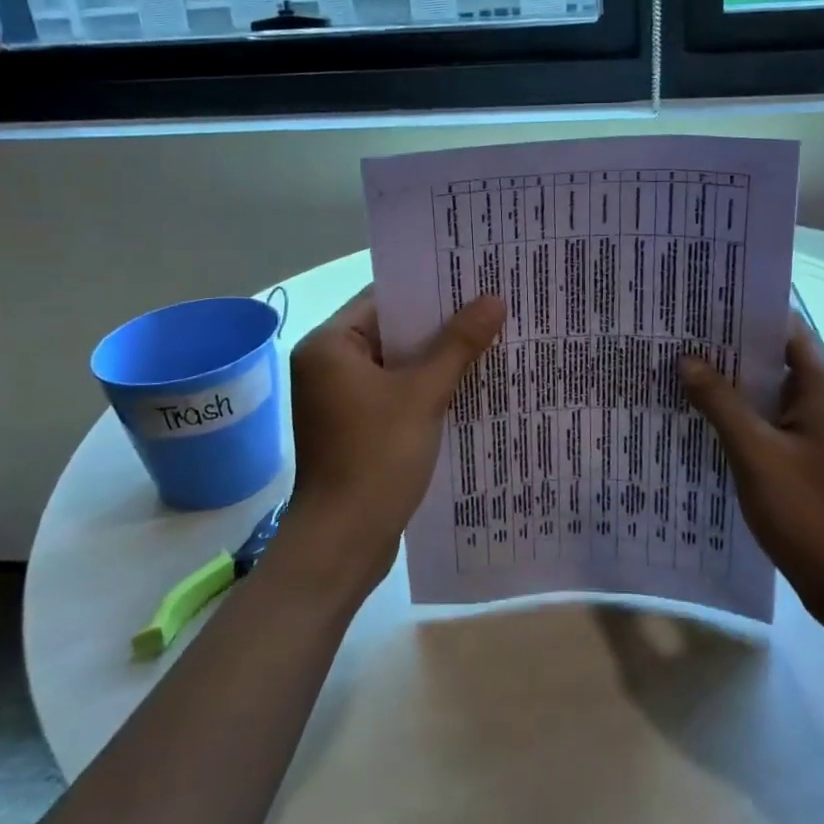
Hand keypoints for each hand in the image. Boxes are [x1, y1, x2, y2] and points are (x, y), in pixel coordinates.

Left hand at [277, 288, 505, 602]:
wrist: (343, 543)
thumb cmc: (376, 457)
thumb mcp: (423, 394)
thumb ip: (458, 345)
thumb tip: (494, 300)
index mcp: (330, 345)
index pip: (384, 299)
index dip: (430, 289)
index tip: (474, 280)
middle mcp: (328, 365)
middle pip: (391, 331)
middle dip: (440, 325)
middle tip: (492, 307)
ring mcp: (341, 399)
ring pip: (397, 364)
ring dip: (437, 358)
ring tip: (490, 340)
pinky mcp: (356, 427)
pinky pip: (396, 393)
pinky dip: (426, 388)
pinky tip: (468, 384)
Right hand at [679, 313, 823, 630]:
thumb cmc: (809, 511)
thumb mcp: (755, 452)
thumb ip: (720, 402)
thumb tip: (686, 359)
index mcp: (821, 385)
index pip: (783, 326)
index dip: (744, 310)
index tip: (699, 301)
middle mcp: (821, 397)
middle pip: (772, 354)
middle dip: (727, 344)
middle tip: (675, 331)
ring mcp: (814, 428)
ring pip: (765, 388)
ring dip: (728, 379)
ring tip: (676, 365)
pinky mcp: (804, 455)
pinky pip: (765, 418)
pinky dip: (736, 411)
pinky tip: (697, 414)